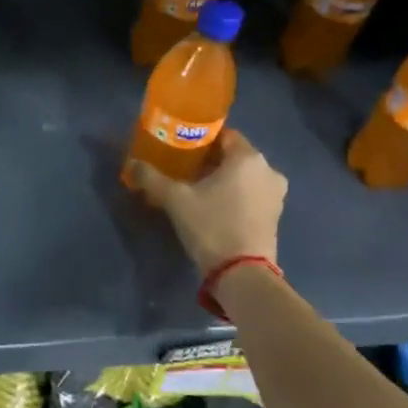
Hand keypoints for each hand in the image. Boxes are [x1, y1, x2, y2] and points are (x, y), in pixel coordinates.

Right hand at [128, 128, 286, 273]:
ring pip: (244, 175)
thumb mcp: (176, 200)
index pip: (224, 134)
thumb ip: (152, 178)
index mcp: (247, 158)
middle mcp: (268, 170)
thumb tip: (131, 164)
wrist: (242, 273)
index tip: (180, 147)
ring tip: (196, 188)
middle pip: (234, 155)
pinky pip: (252, 193)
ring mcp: (276, 194)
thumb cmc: (211, 226)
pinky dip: (235, 194)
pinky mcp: (275, 215)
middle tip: (183, 169)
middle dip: (210, 160)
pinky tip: (214, 206)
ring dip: (223, 178)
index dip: (201, 138)